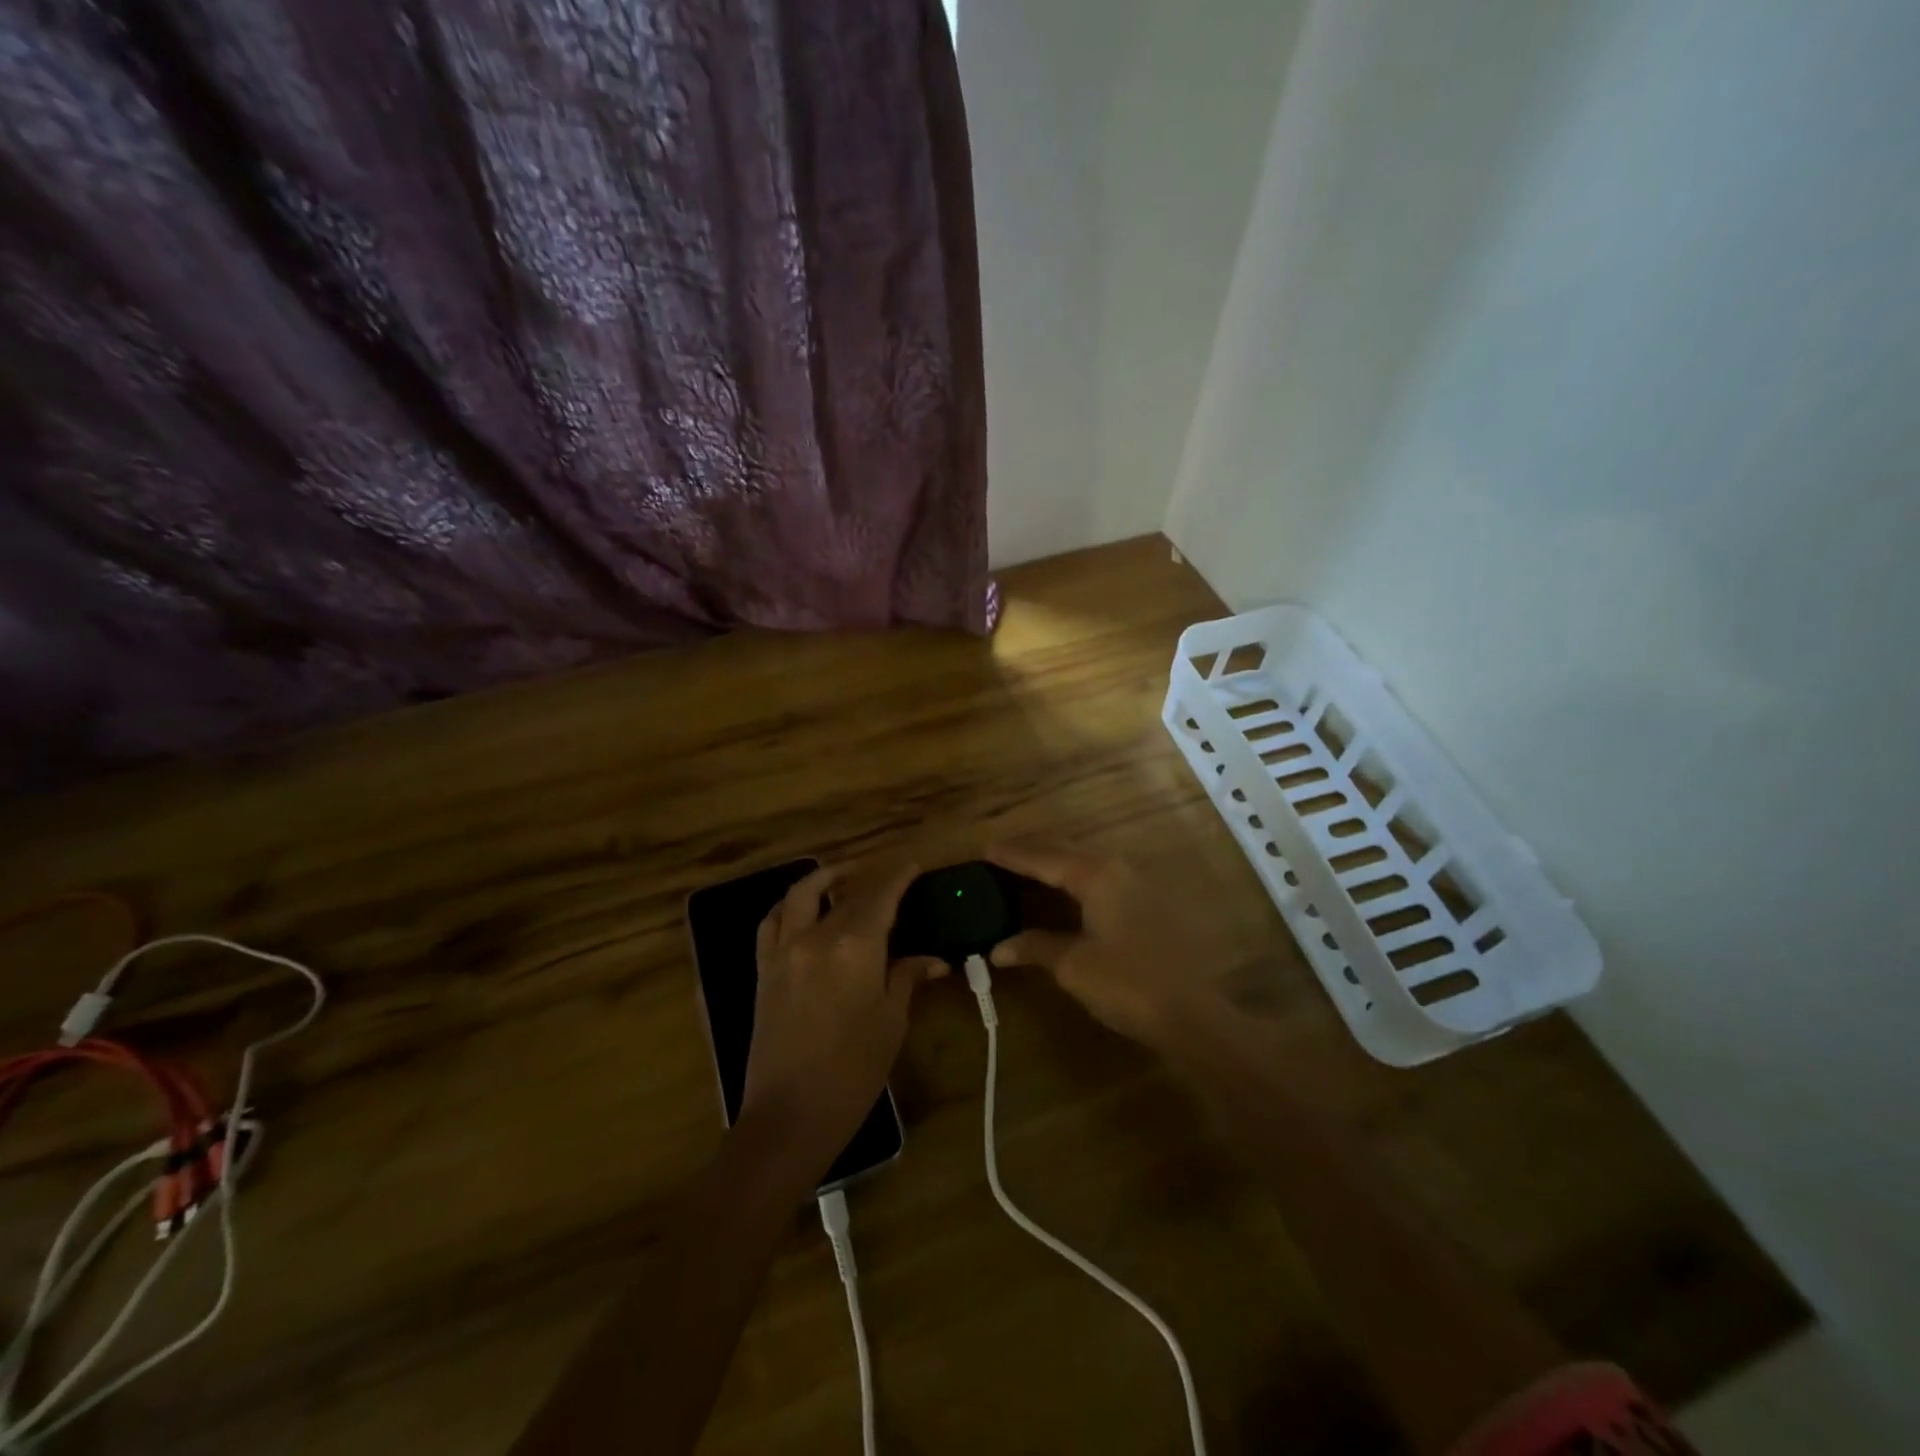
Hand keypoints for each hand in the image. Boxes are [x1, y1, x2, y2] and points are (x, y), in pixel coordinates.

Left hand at [741, 862, 943, 1176]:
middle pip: (845, 895)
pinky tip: (800, 910)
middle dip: (869, 880)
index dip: (898, 878)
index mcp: (855, 948)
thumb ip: (907, 978)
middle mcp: (816, 937)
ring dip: (823, 878)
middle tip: (889, 879)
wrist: (789, 1115)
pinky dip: (787, 906)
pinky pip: (771, 922)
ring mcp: (784, 951)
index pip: (880, 897)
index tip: (913, 865)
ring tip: (843, 878)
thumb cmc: (852, 1072)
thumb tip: (933, 958)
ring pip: (800, 895)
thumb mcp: (890, 1023)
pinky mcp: (763, 969)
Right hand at [986, 841, 1217, 1047]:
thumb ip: (1035, 947)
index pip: (1044, 858)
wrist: (1193, 1013)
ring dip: (1055, 866)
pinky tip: (1064, 895)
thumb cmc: (1128, 982)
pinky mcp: (1148, 904)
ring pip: (1086, 864)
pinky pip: (1100, 880)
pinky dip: (1074, 882)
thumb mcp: (1073, 965)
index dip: (1013, 855)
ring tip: (1026, 871)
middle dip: (1033, 853)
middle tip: (1001, 856)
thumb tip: (998, 948)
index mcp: (1096, 875)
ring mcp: (1137, 885)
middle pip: (1066, 852)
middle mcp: (1117, 869)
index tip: (986, 849)